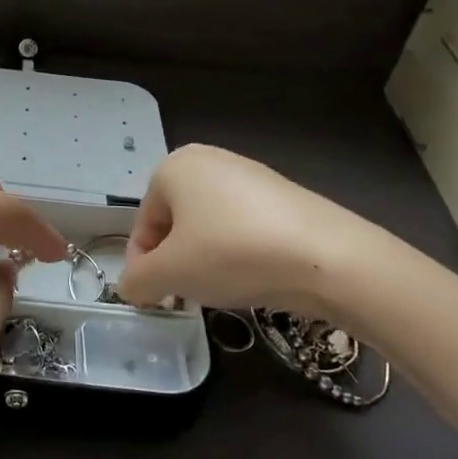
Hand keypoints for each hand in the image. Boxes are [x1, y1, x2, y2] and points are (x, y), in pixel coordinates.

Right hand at [117, 145, 392, 315]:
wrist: (326, 256)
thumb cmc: (231, 253)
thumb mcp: (170, 274)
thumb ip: (137, 281)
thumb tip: (131, 286)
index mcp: (173, 167)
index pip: (142, 225)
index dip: (142, 267)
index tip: (154, 299)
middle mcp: (208, 159)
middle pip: (175, 223)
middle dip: (175, 261)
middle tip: (186, 295)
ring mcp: (249, 173)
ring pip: (208, 226)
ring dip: (205, 259)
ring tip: (222, 288)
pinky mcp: (282, 194)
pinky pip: (242, 226)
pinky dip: (237, 252)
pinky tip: (253, 276)